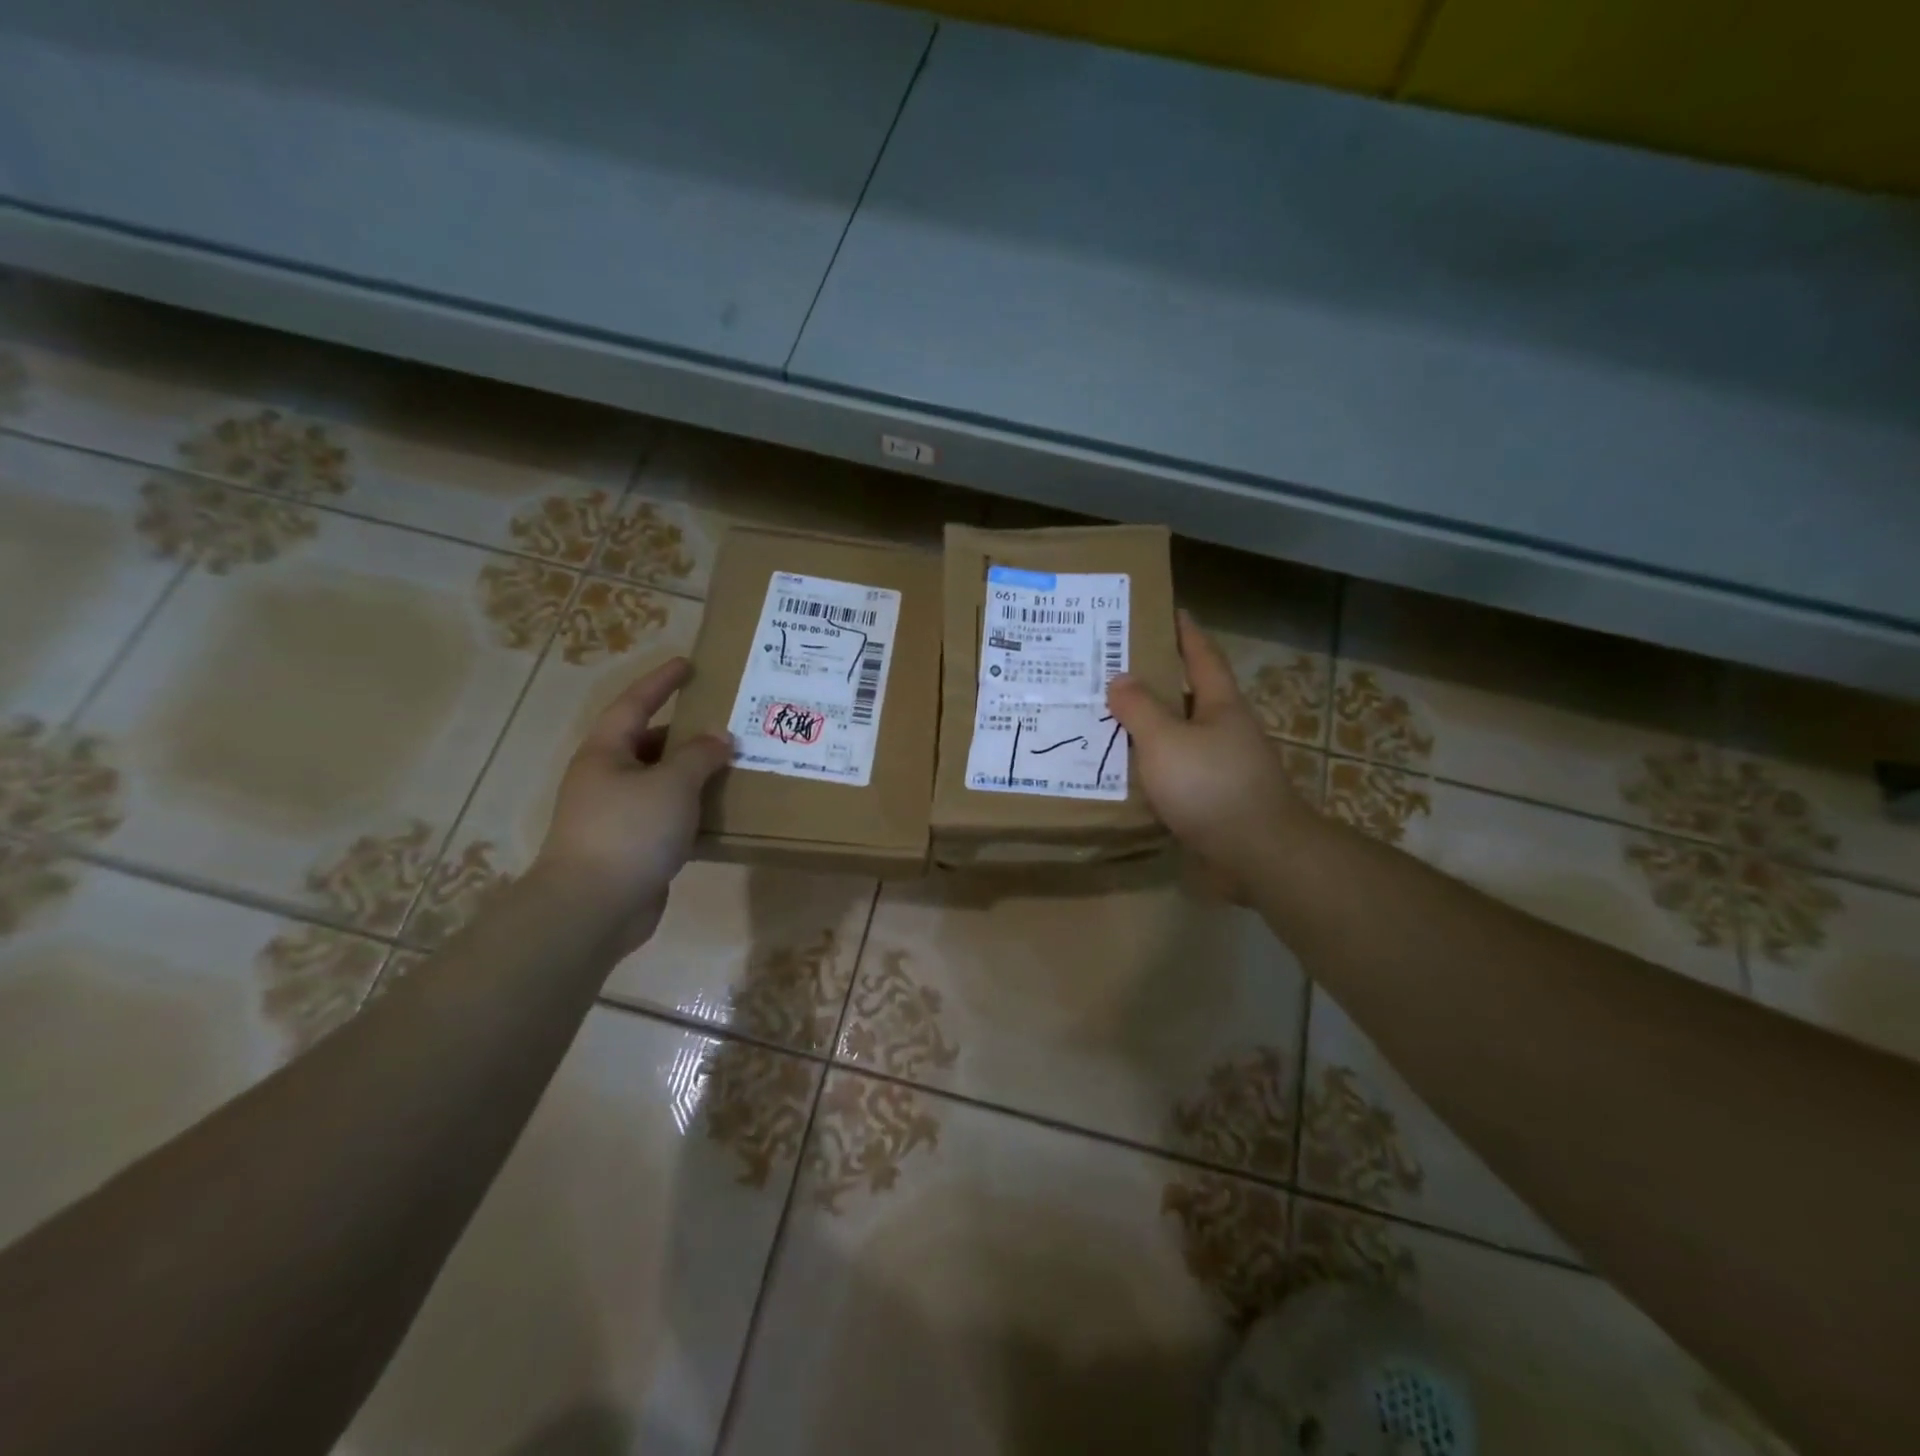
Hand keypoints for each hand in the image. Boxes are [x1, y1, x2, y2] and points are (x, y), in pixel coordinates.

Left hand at [532, 657, 732, 955]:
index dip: (661, 682)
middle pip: (649, 744)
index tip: (688, 664)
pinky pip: (667, 816)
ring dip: (693, 774)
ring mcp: (617, 815)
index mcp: (606, 753)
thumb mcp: (672, 784)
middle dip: (686, 733)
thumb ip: (699, 755)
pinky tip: (721, 811)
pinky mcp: (631, 847)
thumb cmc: (630, 831)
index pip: (635, 704)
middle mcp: (607, 778)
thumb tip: (719, 737)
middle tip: (726, 723)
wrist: (594, 907)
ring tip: (733, 765)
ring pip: (661, 783)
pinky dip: (692, 810)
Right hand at [1107, 611, 1313, 878]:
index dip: (1185, 631)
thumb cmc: (1211, 785)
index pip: (1201, 655)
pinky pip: (1175, 771)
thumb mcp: (1166, 741)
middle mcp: (1224, 729)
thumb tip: (1119, 679)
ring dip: (1148, 727)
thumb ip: (1139, 709)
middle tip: (1112, 669)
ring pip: (1178, 736)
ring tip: (1106, 718)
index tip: (1168, 610)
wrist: (1257, 853)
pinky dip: (1151, 765)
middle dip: (1155, 681)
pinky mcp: (1213, 799)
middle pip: (1187, 695)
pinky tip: (1124, 770)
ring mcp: (1222, 766)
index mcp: (1220, 705)